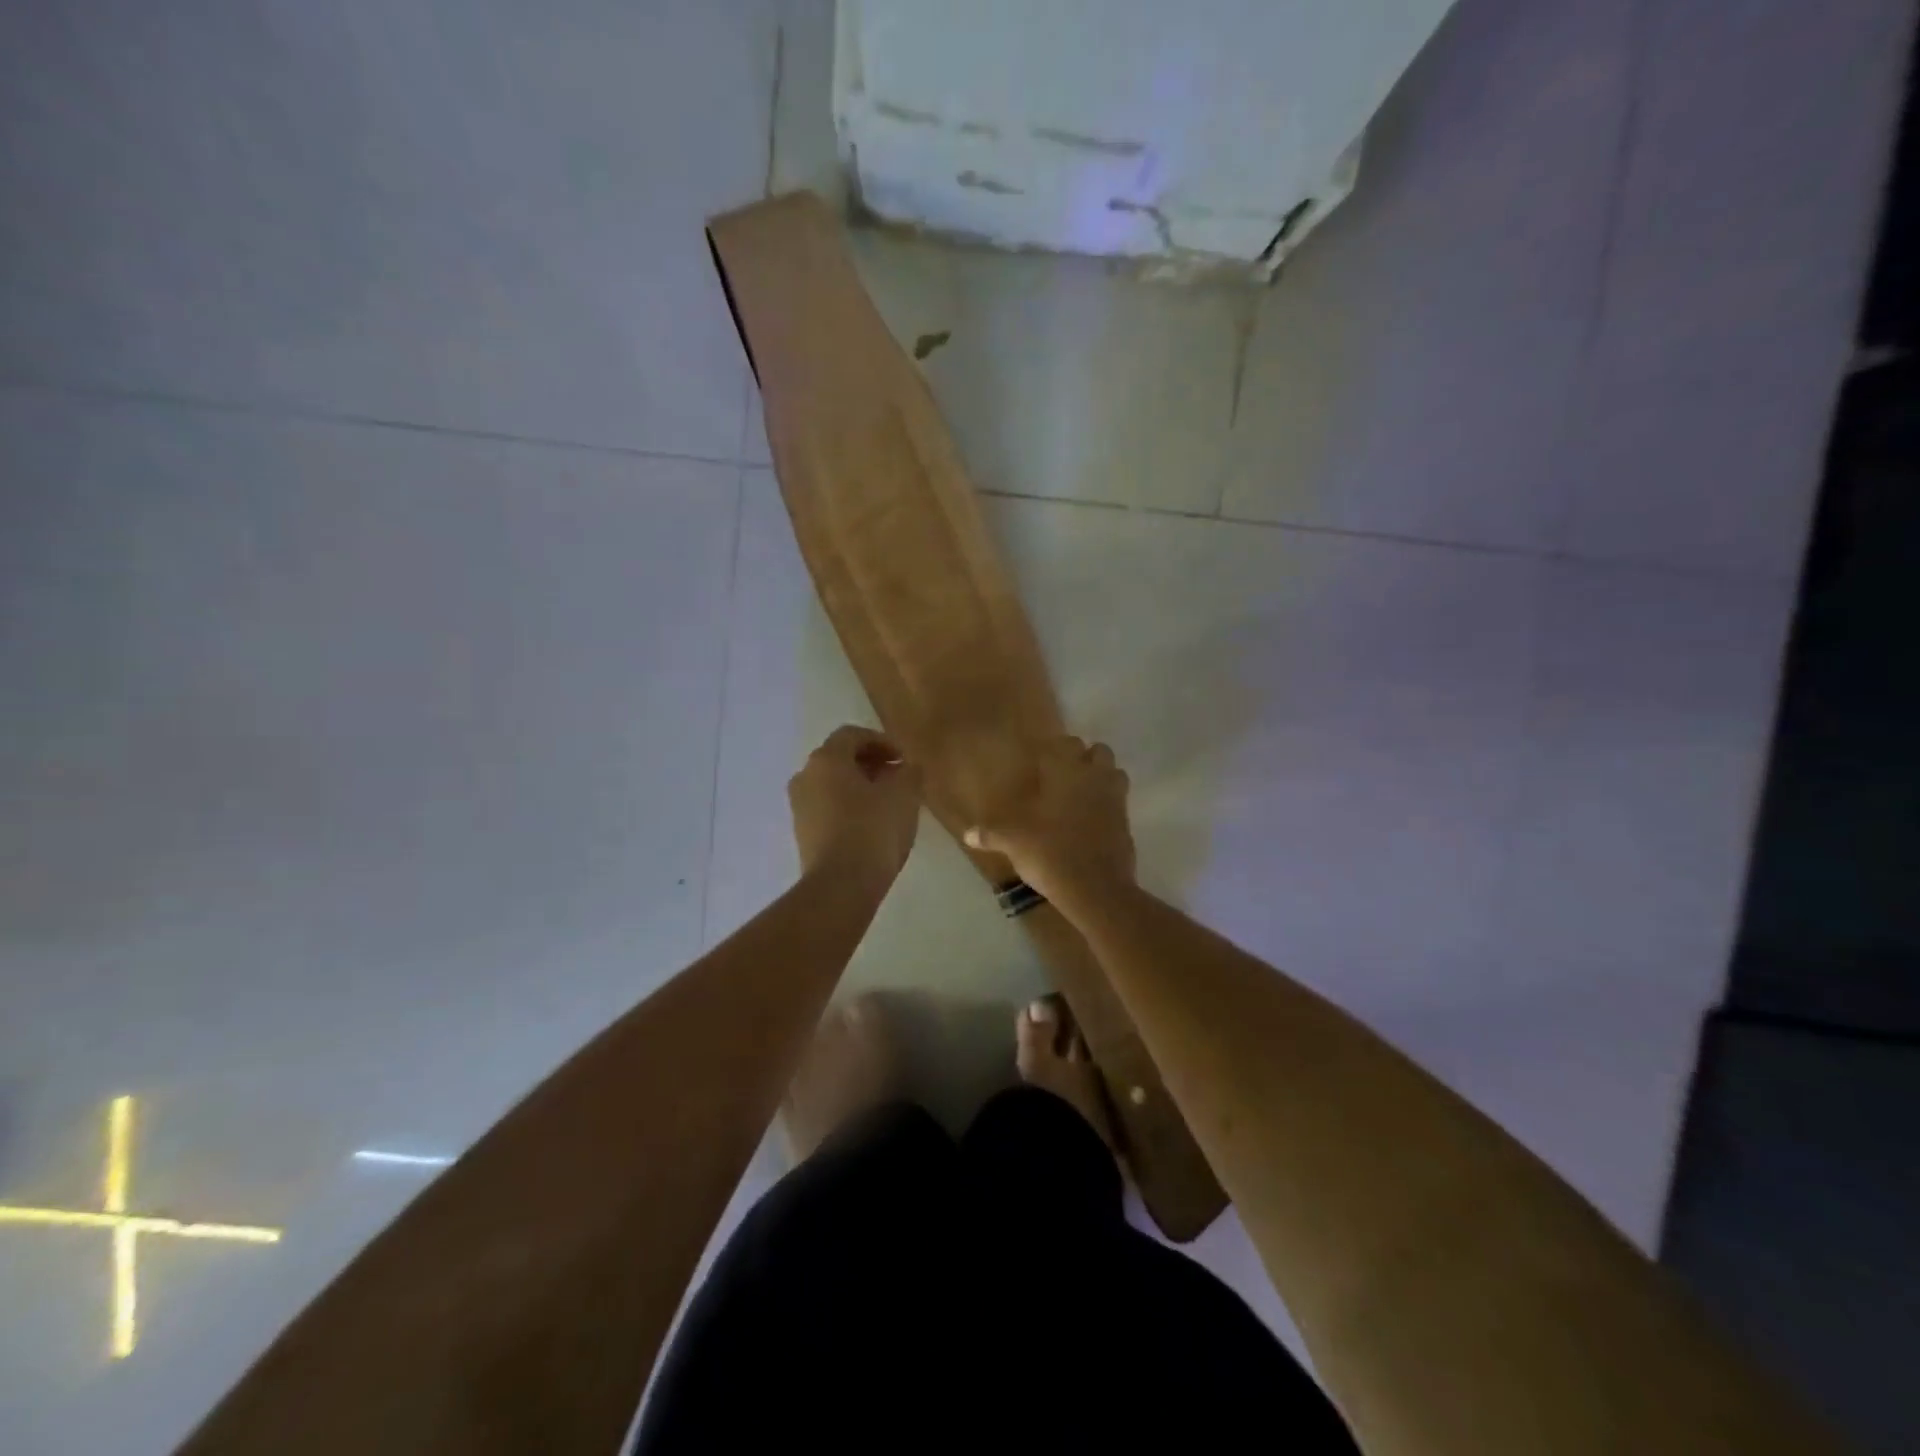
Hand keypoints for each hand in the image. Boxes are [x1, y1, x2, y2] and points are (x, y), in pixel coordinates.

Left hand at [788, 725, 923, 887]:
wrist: (841, 885)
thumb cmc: (873, 830)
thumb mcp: (904, 795)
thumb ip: (909, 772)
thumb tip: (908, 767)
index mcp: (826, 759)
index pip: (852, 735)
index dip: (881, 741)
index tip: (904, 758)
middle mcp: (805, 776)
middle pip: (839, 759)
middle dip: (870, 764)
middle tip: (898, 777)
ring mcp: (799, 807)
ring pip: (832, 785)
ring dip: (859, 786)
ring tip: (888, 803)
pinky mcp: (802, 834)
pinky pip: (827, 808)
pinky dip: (848, 807)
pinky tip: (871, 825)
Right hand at [966, 735, 1135, 911]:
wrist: (1095, 889)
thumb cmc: (1050, 853)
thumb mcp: (1013, 842)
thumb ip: (991, 834)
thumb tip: (968, 834)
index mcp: (1067, 773)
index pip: (1065, 743)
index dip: (1054, 749)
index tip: (1041, 760)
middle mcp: (1095, 779)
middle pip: (1098, 751)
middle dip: (1084, 758)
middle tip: (1062, 776)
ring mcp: (1116, 801)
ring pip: (1114, 773)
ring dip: (1102, 778)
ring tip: (1081, 795)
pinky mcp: (1127, 824)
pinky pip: (1119, 803)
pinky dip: (1108, 806)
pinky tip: (1091, 823)